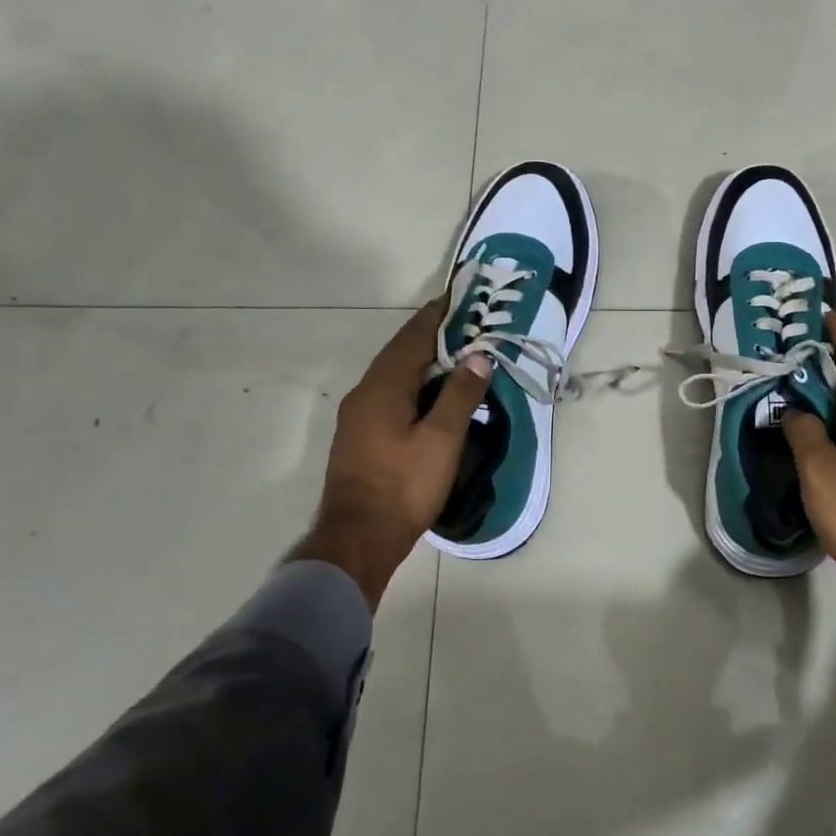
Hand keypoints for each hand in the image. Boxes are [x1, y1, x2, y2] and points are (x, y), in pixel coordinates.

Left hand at [290, 301, 492, 607]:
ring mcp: (358, 416)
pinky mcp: (361, 436)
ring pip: (395, 374)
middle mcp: (364, 393)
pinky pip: (391, 394)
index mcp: (382, 388)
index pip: (412, 338)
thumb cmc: (403, 486)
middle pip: (401, 352)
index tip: (460, 296)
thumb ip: (459, 395)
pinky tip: (434, 394)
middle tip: (468, 323)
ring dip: (424, 360)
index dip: (437, 315)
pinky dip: (415, 383)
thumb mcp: (441, 440)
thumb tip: (478, 356)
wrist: (357, 539)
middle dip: (433, 335)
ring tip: (458, 353)